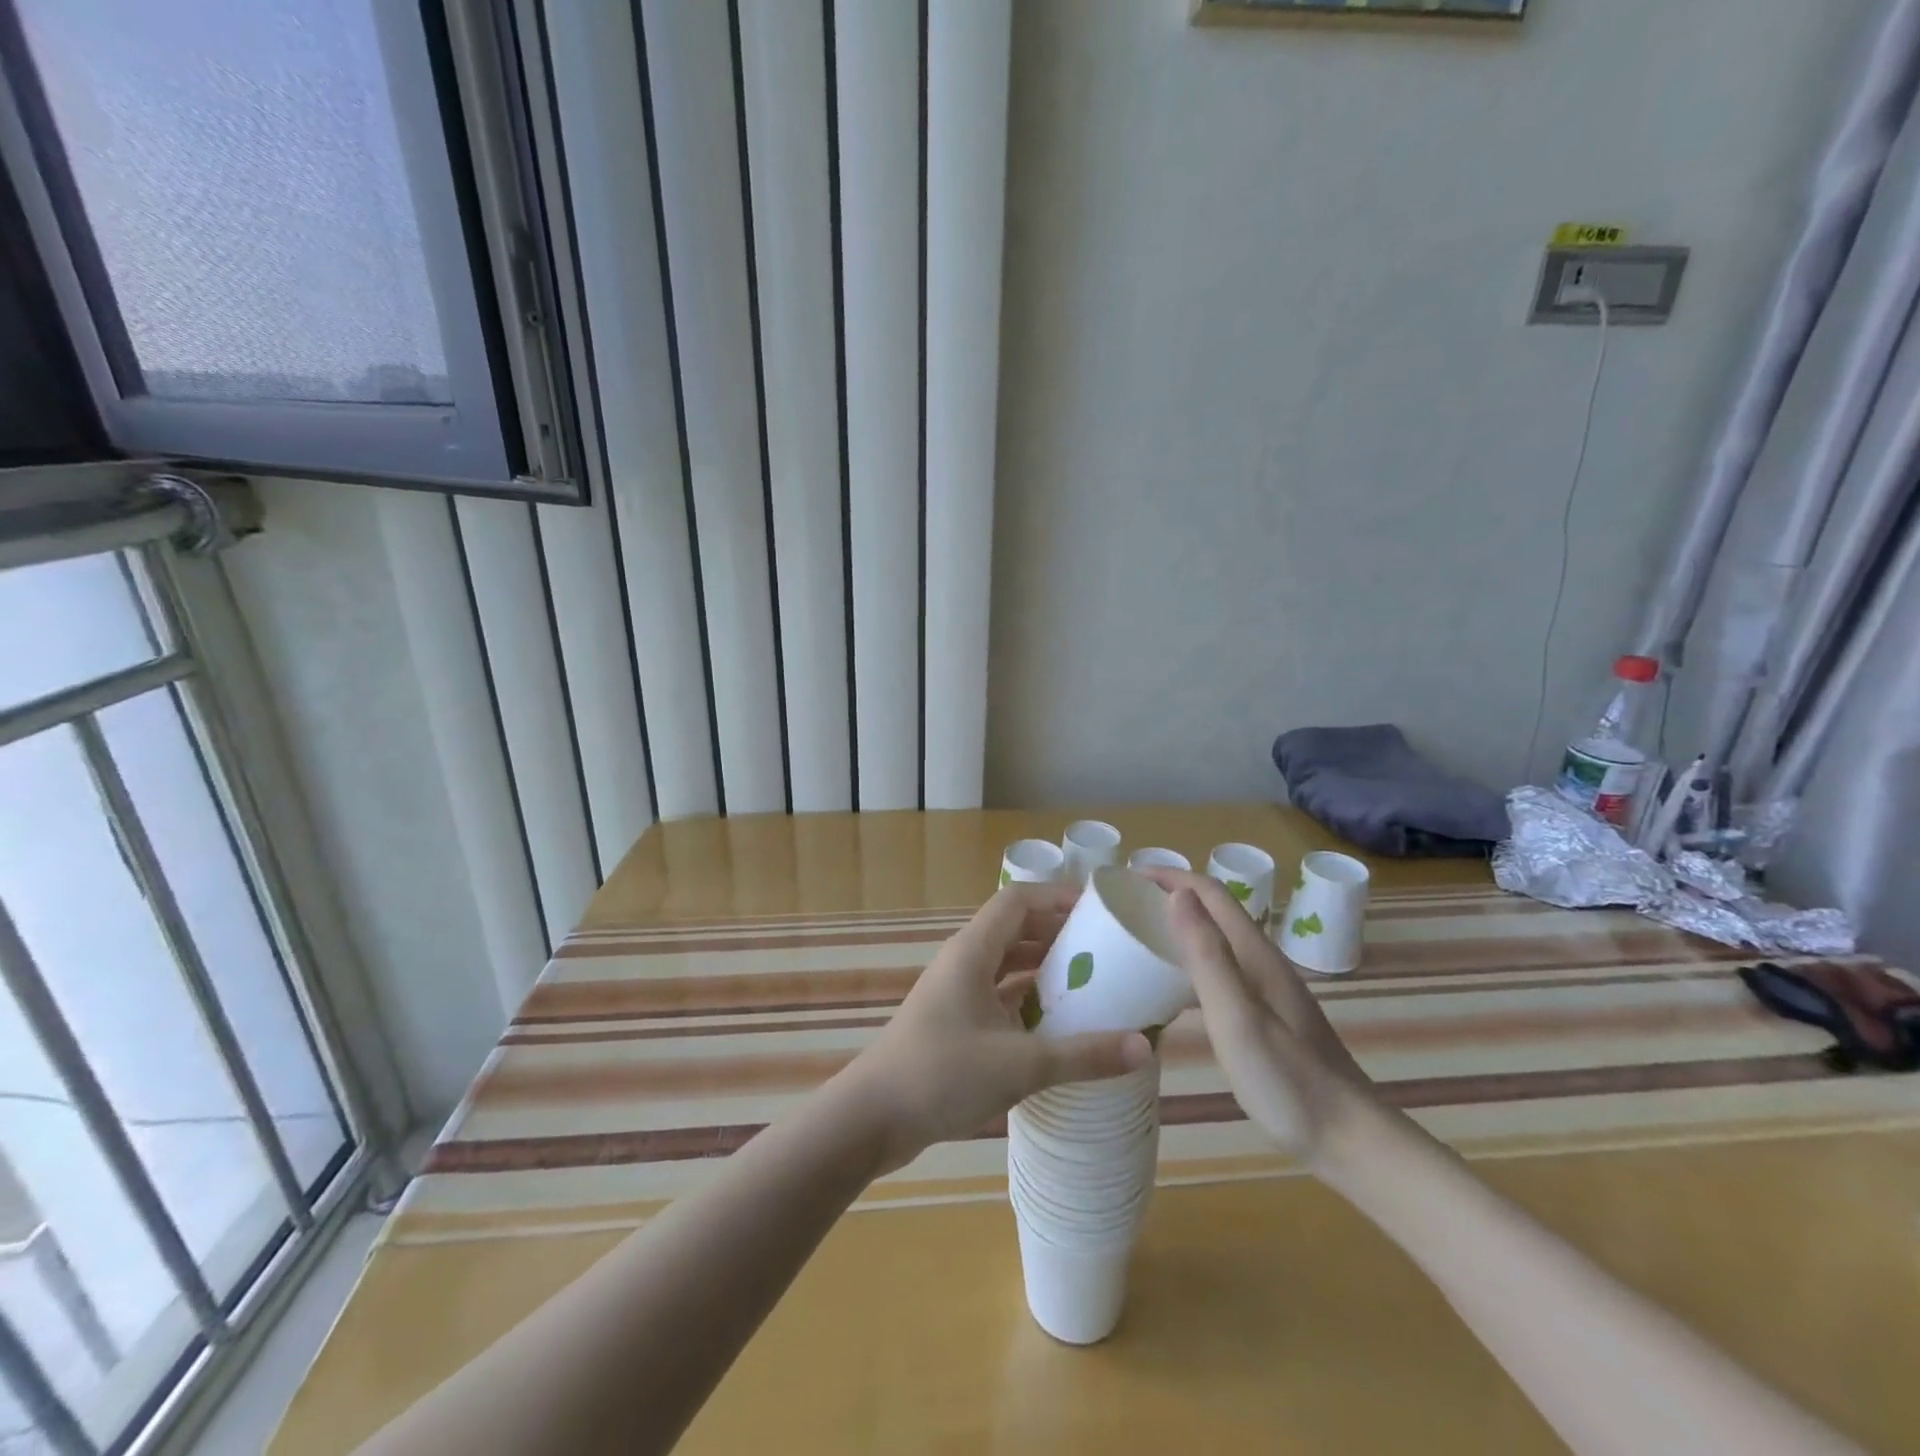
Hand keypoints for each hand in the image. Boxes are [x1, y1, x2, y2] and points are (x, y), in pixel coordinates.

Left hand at [838, 882, 1153, 1171]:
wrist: (872, 1118)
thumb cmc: (942, 1074)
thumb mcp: (1020, 1065)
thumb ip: (1083, 1055)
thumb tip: (1144, 1046)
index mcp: (973, 951)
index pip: (1018, 900)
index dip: (1058, 896)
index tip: (1100, 909)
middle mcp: (964, 962)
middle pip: (1015, 929)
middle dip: (1059, 933)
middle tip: (1106, 949)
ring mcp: (956, 993)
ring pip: (1007, 965)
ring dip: (1044, 968)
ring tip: (1092, 983)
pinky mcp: (955, 1022)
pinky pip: (999, 996)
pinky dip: (1028, 1000)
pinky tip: (1057, 1024)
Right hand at [1141, 869, 1383, 1167]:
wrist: (1349, 1141)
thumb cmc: (1287, 1080)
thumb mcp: (1237, 1017)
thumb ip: (1208, 956)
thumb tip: (1178, 895)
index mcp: (1255, 954)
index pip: (1209, 893)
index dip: (1169, 876)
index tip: (1125, 878)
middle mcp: (1261, 962)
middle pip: (1212, 911)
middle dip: (1168, 897)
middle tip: (1122, 908)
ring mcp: (1266, 990)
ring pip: (1215, 941)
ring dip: (1177, 929)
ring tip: (1135, 941)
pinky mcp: (1265, 1016)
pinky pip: (1218, 971)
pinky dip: (1188, 964)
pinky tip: (1168, 990)